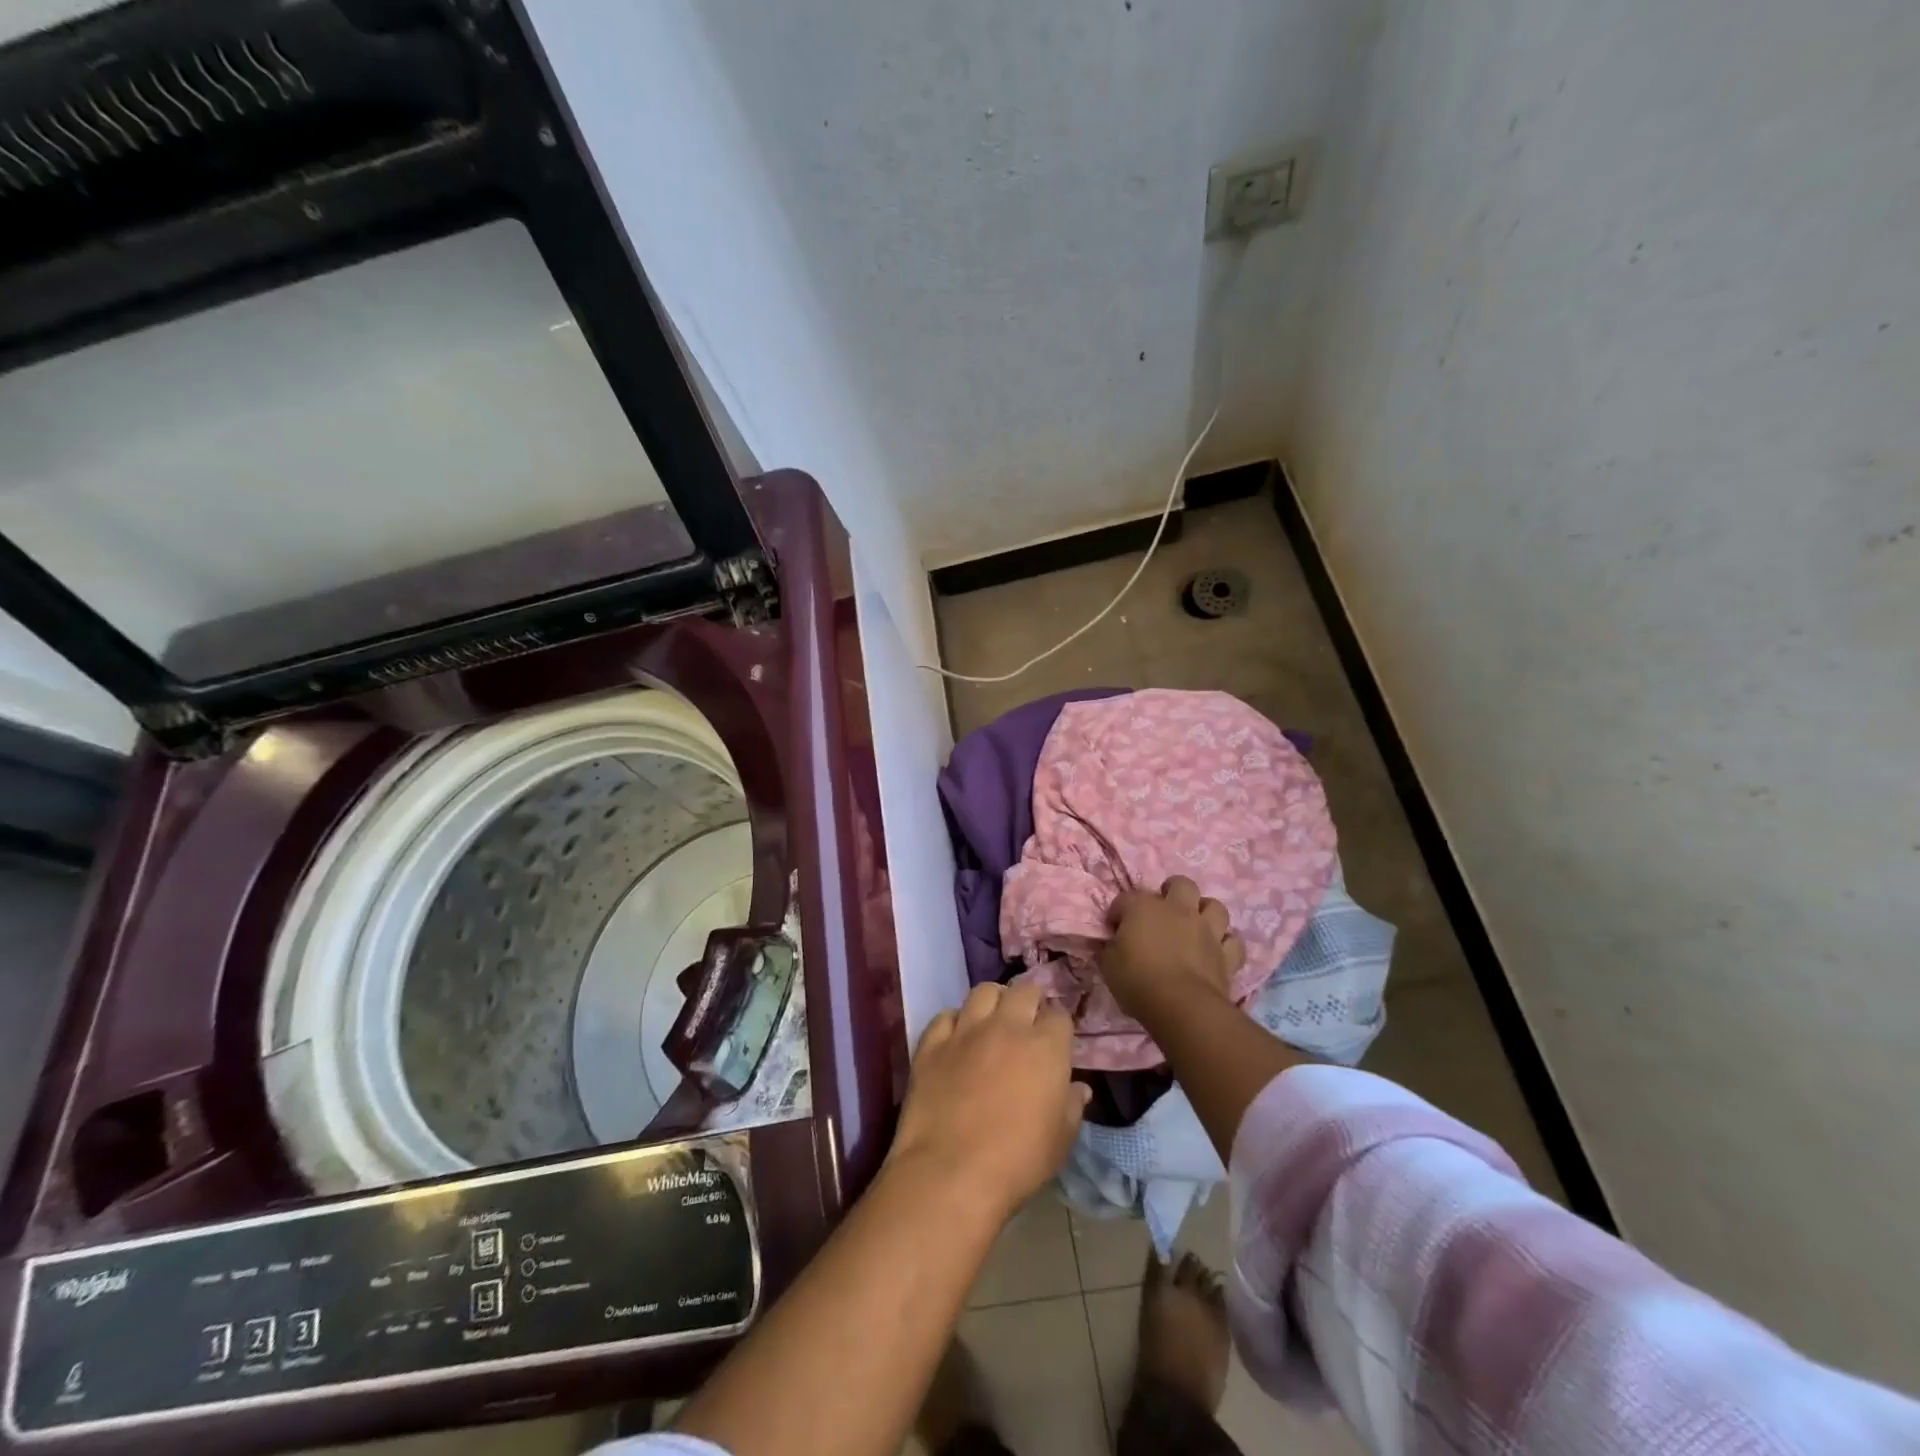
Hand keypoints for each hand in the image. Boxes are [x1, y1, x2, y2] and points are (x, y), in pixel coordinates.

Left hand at [889, 982, 1089, 1222]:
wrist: (951, 1173)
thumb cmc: (1017, 1162)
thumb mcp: (1060, 1142)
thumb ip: (1072, 1107)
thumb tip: (1079, 1088)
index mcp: (1045, 1048)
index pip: (1060, 1016)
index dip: (1059, 1026)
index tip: (1057, 1040)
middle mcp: (1007, 1027)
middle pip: (1024, 991)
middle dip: (1031, 1000)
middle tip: (1028, 1020)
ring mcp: (966, 1031)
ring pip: (983, 992)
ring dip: (994, 1000)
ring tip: (994, 1018)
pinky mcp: (932, 1043)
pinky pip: (945, 1017)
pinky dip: (954, 1021)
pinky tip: (957, 1037)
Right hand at [1100, 876, 1246, 1024]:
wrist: (1182, 1006)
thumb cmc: (1138, 981)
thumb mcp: (1108, 965)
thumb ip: (1110, 948)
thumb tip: (1111, 943)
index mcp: (1143, 908)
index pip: (1125, 899)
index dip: (1118, 912)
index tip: (1114, 929)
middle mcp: (1178, 910)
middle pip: (1181, 885)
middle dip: (1172, 891)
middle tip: (1162, 911)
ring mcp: (1207, 930)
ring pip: (1215, 906)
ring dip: (1205, 913)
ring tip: (1195, 926)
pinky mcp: (1227, 954)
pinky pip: (1233, 941)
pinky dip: (1225, 944)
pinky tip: (1217, 951)